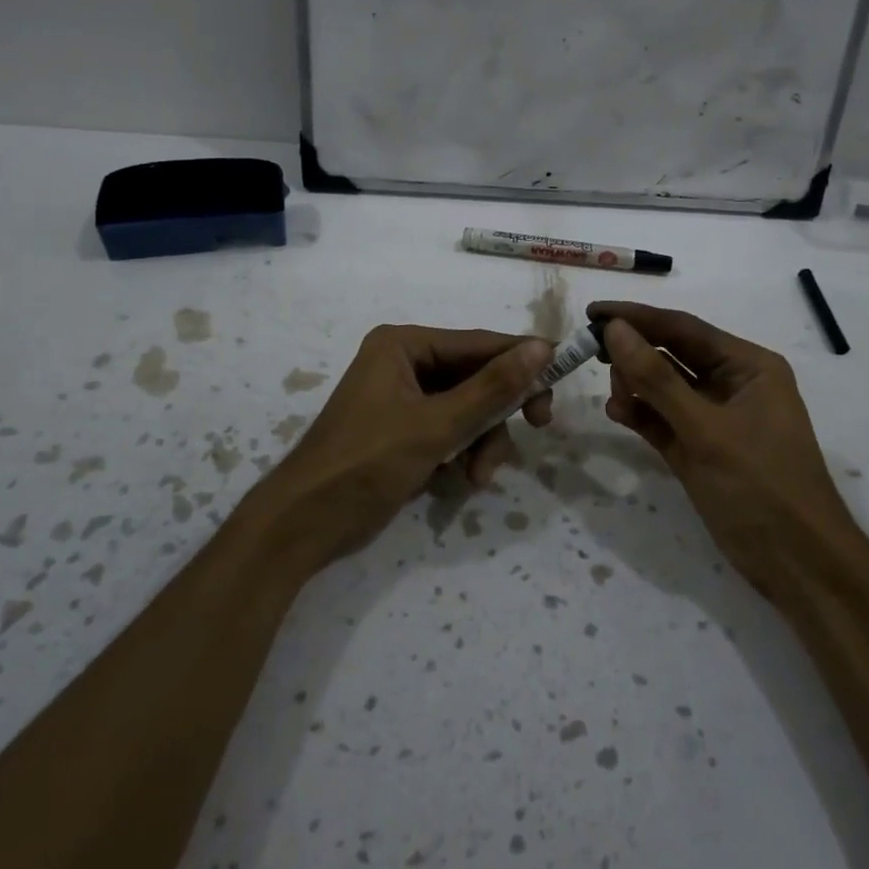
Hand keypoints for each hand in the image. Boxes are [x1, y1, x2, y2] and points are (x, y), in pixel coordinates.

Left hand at [250, 325, 553, 569]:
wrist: (305, 524)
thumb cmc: (366, 463)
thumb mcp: (436, 426)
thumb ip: (492, 388)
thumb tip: (542, 347)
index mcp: (404, 345)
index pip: (479, 343)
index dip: (523, 359)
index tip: (563, 376)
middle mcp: (404, 362)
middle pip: (476, 376)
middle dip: (498, 412)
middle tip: (537, 427)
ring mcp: (403, 398)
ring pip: (468, 408)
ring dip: (482, 441)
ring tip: (478, 476)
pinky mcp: (404, 430)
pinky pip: (451, 430)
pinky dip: (463, 452)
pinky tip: (462, 481)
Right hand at [590, 300, 851, 595]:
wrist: (797, 564)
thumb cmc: (760, 486)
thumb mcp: (706, 429)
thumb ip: (657, 379)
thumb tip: (615, 329)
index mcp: (748, 366)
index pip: (684, 328)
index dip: (637, 318)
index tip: (592, 311)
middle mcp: (731, 384)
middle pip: (672, 354)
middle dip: (634, 352)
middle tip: (590, 350)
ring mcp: (714, 418)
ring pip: (663, 387)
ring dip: (635, 385)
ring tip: (612, 394)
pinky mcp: (699, 448)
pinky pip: (662, 419)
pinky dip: (640, 414)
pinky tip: (617, 412)